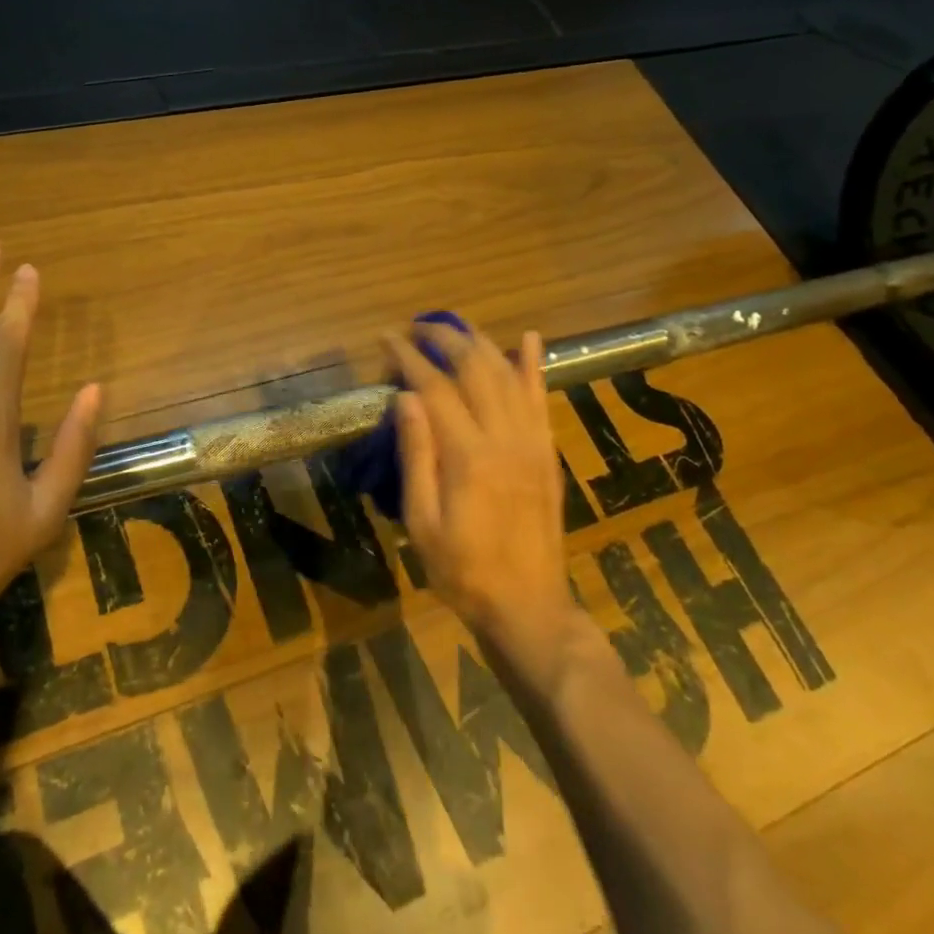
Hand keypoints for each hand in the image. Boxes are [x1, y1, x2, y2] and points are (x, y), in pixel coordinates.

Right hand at [385, 320, 579, 659]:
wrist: (528, 607)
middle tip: (417, 327)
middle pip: (475, 369)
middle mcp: (505, 438)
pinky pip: (541, 399)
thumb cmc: (463, 571)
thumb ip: (416, 456)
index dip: (409, 357)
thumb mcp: (422, 522)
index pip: (435, 388)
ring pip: (508, 375)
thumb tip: (404, 398)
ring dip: (480, 344)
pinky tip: (528, 338)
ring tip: (454, 327)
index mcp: (468, 456)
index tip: (387, 337)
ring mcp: (532, 443)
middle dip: (445, 339)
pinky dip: (534, 365)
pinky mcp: (547, 452)